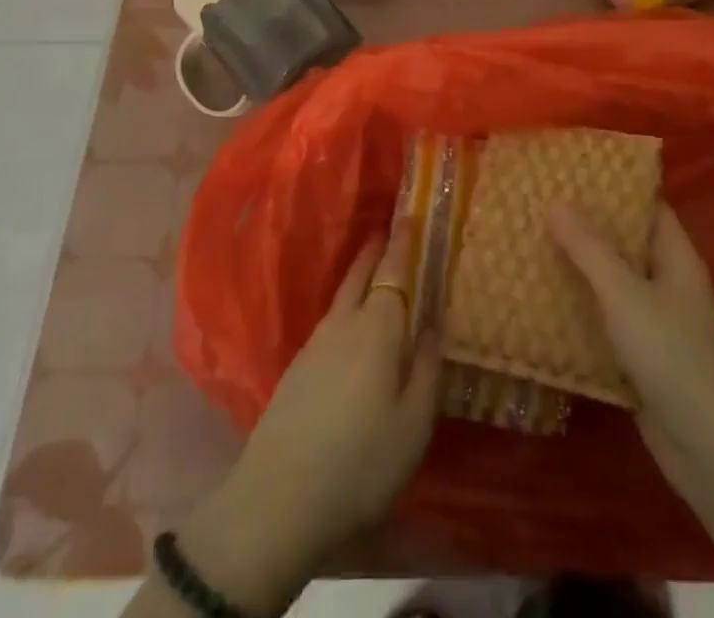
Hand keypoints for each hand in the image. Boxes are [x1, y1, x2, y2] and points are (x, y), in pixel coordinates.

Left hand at [180, 222, 438, 610]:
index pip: (393, 272)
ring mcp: (315, 344)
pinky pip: (330, 320)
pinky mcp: (297, 368)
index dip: (402, 243)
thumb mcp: (413, 423)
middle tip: (389, 230)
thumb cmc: (361, 461)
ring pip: (342, 296)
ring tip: (375, 271)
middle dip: (376, 250)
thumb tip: (433, 321)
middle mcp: (344, 324)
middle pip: (360, 274)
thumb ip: (427, 367)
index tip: (408, 215)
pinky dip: (346, 305)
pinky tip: (351, 325)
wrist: (280, 498)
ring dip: (359, 275)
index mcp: (378, 329)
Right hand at [549, 201, 713, 521]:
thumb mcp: (625, 294)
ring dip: (578, 266)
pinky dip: (580, 305)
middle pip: (625, 241)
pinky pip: (606, 317)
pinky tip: (542, 297)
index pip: (647, 205)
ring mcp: (656, 320)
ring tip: (532, 240)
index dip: (614, 185)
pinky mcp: (641, 354)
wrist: (706, 450)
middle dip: (586, 224)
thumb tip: (556, 202)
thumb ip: (589, 248)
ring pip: (612, 280)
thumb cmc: (671, 356)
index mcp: (676, 257)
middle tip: (540, 202)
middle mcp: (668, 282)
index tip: (572, 169)